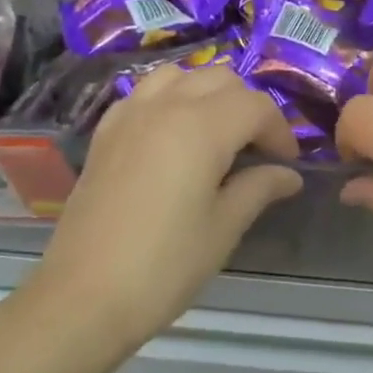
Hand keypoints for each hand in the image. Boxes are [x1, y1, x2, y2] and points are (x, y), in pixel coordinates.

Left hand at [30, 65, 300, 346]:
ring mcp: (130, 114)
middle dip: (248, 106)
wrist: (83, 297)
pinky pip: (145, 93)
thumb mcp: (223, 228)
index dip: (280, 131)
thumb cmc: (164, 265)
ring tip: (216, 133)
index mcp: (202, 127)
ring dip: (207, 93)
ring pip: (180, 75)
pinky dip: (169, 99)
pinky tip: (172, 135)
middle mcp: (166, 106)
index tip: (287, 164)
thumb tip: (289, 175)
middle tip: (257, 149)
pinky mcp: (105, 132)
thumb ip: (259, 188)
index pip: (256, 105)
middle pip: (221, 79)